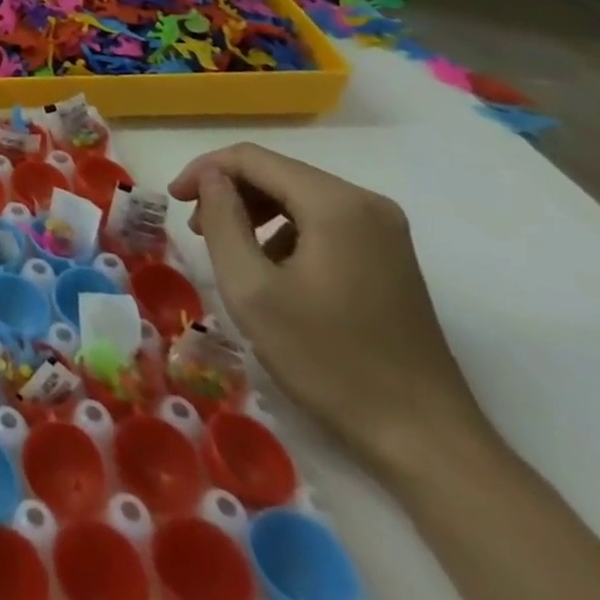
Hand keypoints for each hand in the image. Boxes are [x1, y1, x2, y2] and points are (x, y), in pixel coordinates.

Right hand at [168, 143, 486, 476]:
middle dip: (227, 192)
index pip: (251, 158)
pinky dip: (284, 230)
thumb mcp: (251, 288)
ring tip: (225, 246)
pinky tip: (270, 268)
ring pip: (297, 195)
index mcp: (335, 204)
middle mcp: (366, 203)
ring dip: (253, 210)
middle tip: (195, 228)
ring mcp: (385, 231)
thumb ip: (222, 219)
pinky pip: (321, 220)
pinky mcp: (389, 256)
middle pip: (276, 172)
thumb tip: (211, 178)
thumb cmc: (328, 360)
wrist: (426, 440)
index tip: (173, 200)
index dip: (203, 170)